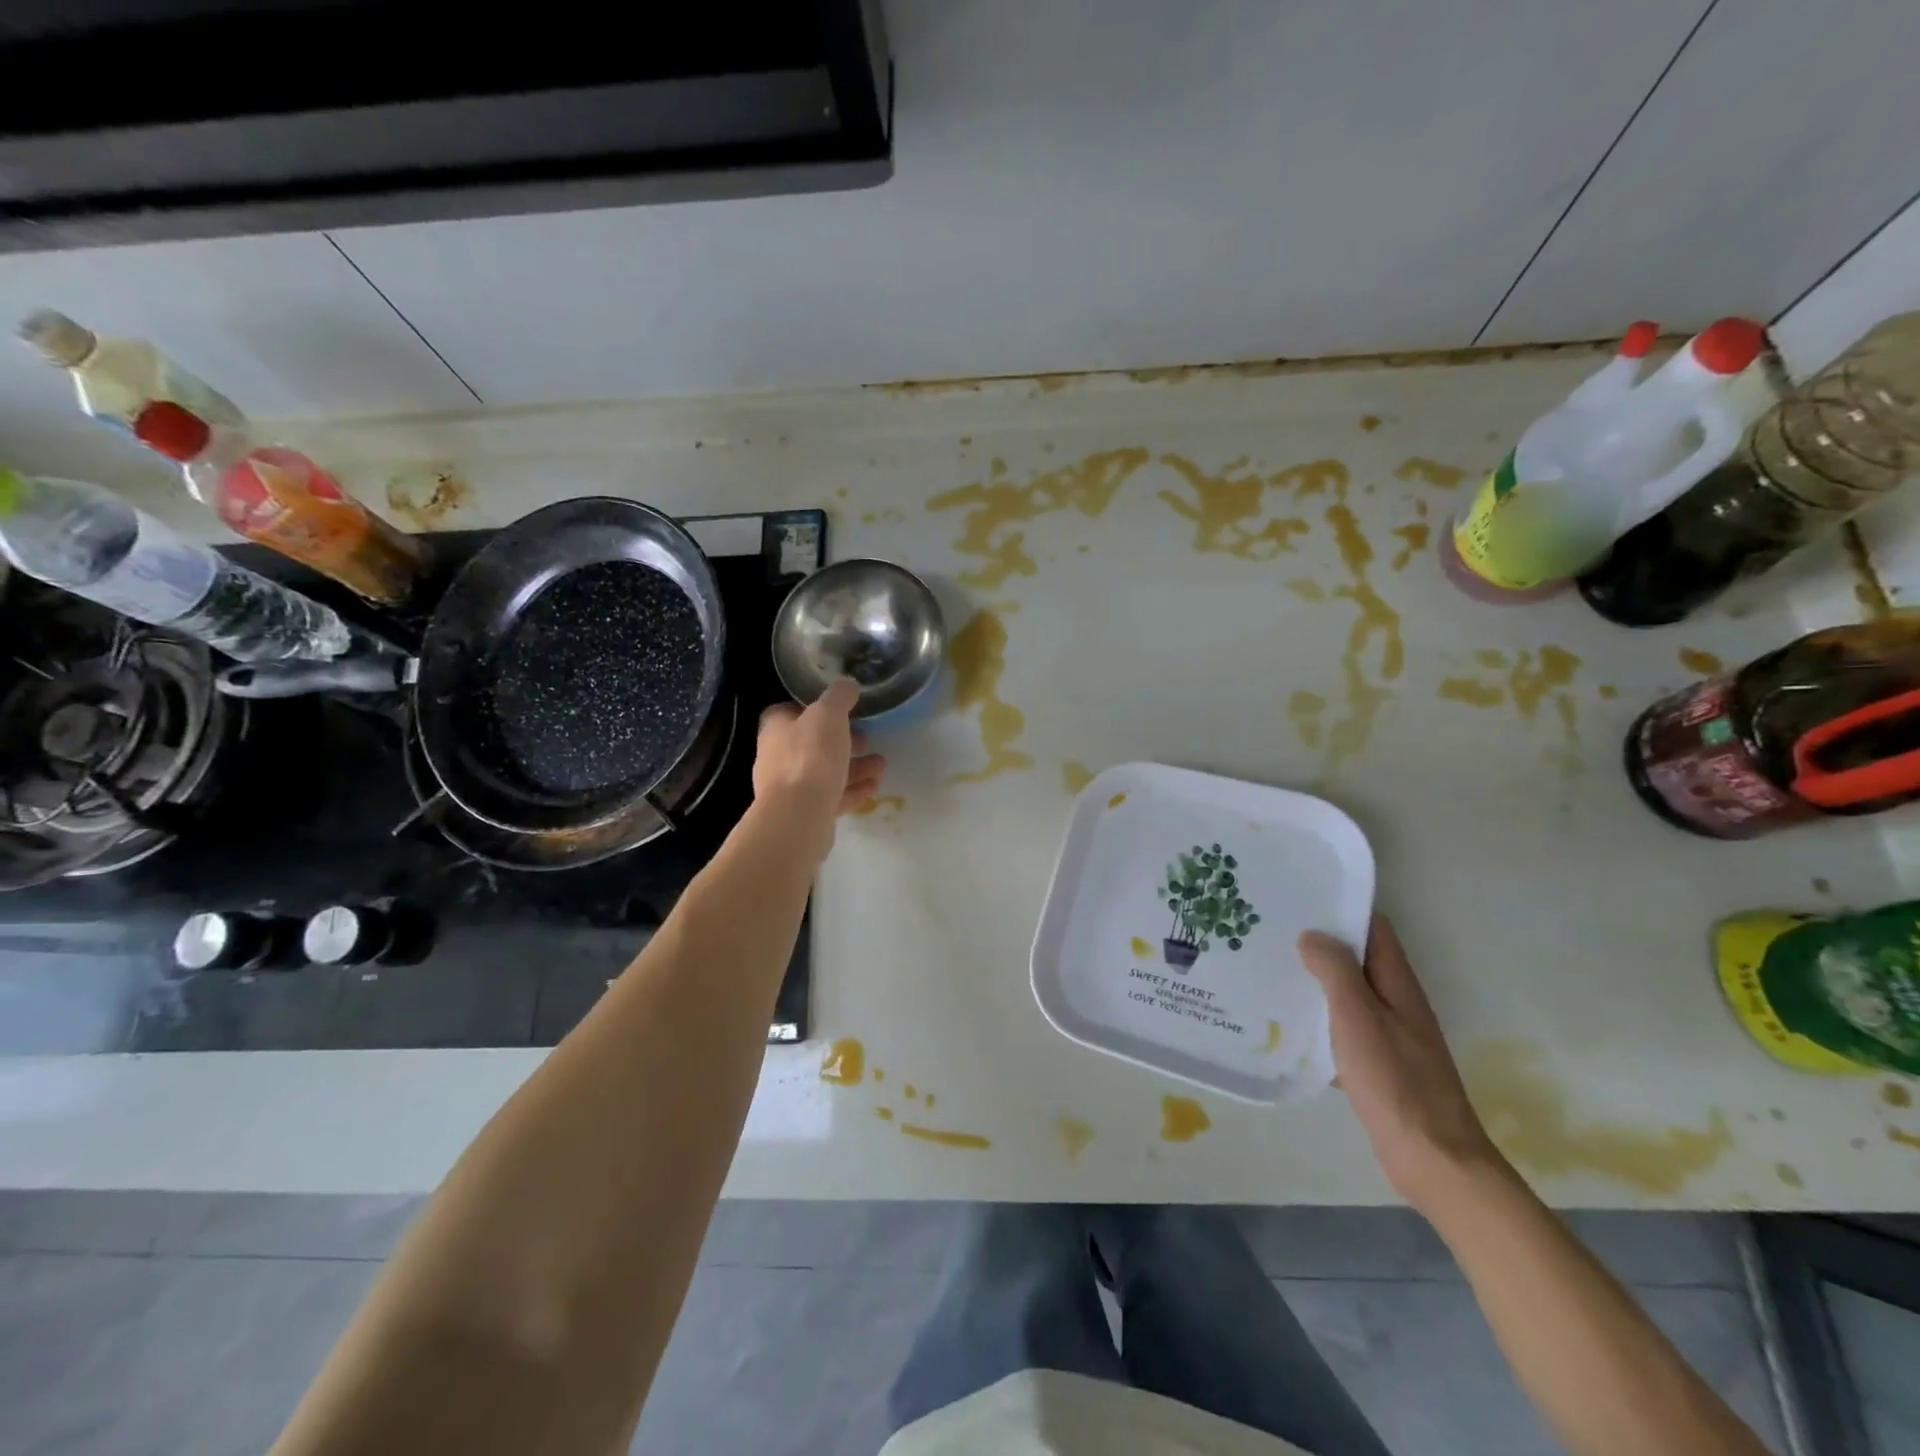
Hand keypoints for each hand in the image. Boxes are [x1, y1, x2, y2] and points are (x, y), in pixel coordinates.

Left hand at [753, 679, 886, 844]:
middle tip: (867, 737)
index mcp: (776, 729)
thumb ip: (839, 696)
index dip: (813, 708)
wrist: (799, 815)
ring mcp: (790, 789)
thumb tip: (847, 684)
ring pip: (826, 772)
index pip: (788, 711)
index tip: (839, 709)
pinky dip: (854, 789)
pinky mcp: (805, 813)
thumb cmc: (810, 756)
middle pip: (811, 743)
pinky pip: (833, 796)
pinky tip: (875, 786)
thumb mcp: (828, 713)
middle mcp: (778, 757)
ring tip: (881, 764)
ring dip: (854, 766)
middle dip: (841, 740)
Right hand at [1298, 915, 1503, 1210]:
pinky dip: (1319, 1021)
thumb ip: (1335, 971)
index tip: (1300, 897)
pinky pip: (1343, 1030)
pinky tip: (1287, 1026)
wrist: (1432, 1159)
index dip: (1343, 908)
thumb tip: (1313, 935)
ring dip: (1316, 982)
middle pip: (1358, 959)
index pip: (1374, 928)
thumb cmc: (1395, 1080)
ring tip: (1271, 970)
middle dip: (1321, 943)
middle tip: (1272, 931)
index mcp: (1398, 984)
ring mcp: (1390, 1036)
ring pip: (1348, 995)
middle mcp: (1397, 1003)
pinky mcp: (1379, 1066)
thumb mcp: (1358, 1017)